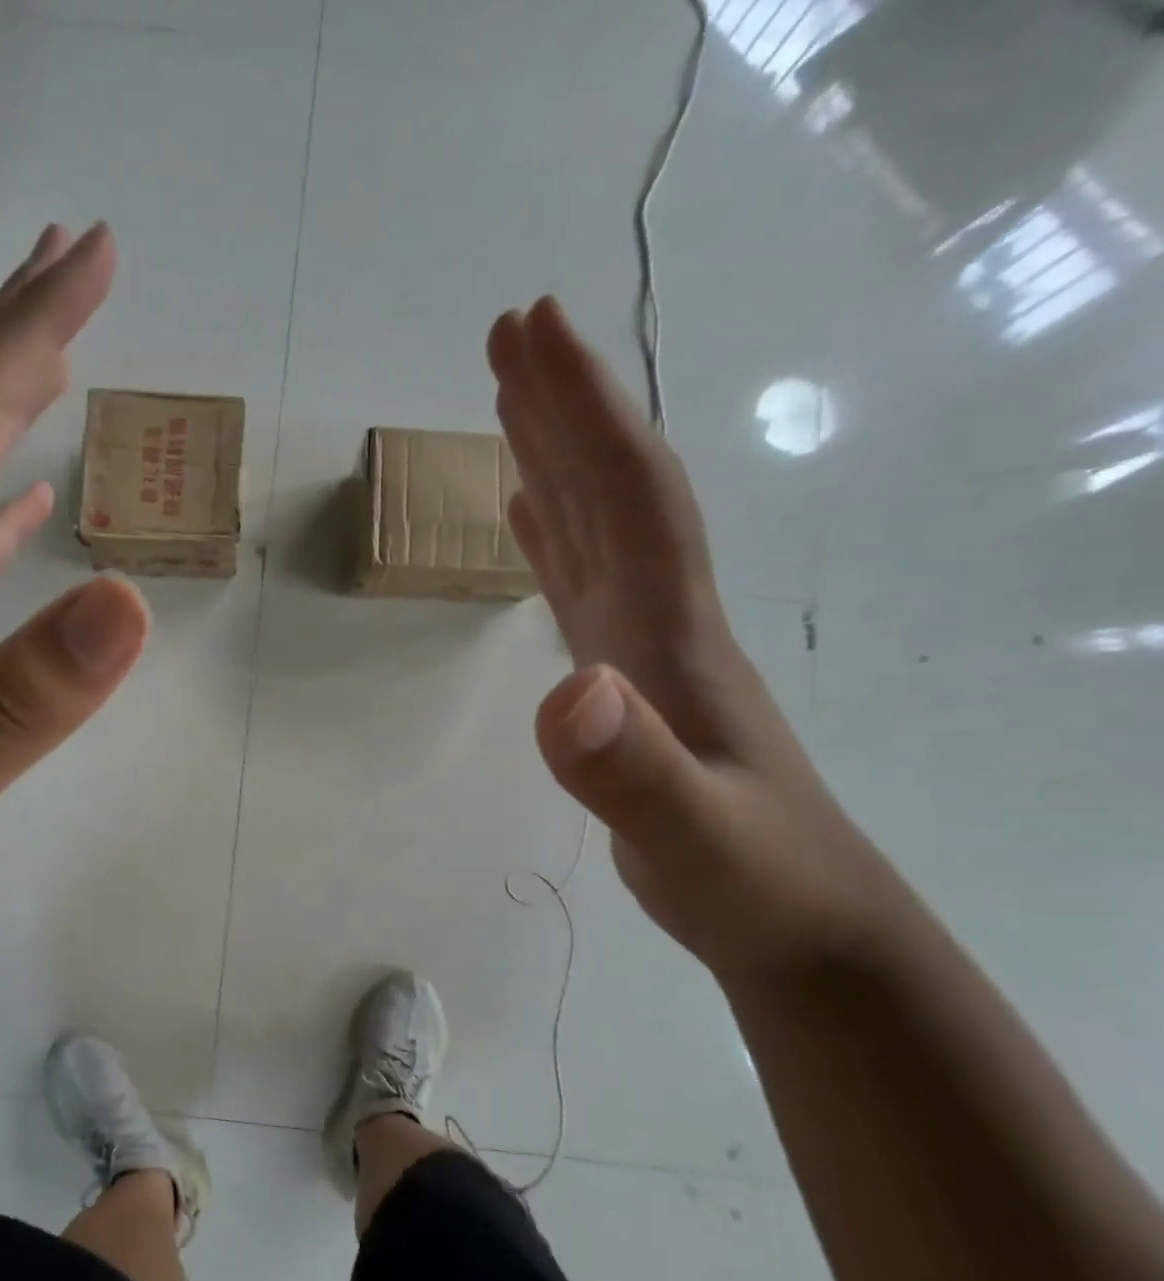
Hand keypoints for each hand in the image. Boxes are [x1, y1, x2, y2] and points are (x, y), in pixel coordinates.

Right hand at [489, 299, 898, 977]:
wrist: (800, 923)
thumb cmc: (751, 879)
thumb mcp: (689, 835)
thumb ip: (629, 768)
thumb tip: (568, 688)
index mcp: (672, 628)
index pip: (629, 491)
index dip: (582, 406)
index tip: (531, 330)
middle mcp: (661, 614)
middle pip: (612, 486)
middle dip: (561, 402)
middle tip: (507, 333)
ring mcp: (643, 643)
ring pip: (596, 525)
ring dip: (553, 456)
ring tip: (511, 402)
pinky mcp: (625, 674)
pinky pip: (582, 580)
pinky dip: (552, 534)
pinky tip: (526, 512)